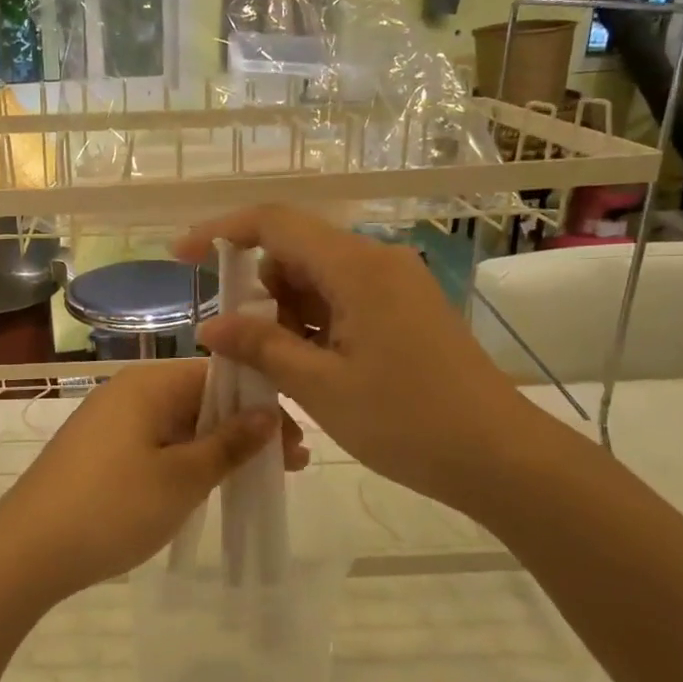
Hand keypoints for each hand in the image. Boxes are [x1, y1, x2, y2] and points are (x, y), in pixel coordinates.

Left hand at [0, 360, 292, 607]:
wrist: (26, 550)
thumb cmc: (112, 507)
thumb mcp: (182, 478)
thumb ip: (229, 443)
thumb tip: (268, 413)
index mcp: (149, 383)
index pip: (221, 376)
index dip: (262, 405)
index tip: (294, 443)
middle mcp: (128, 390)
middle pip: (200, 398)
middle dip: (244, 429)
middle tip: (287, 467)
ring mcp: (109, 419)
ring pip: (179, 423)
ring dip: (217, 447)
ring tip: (254, 479)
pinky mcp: (98, 449)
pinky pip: (155, 442)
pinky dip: (185, 459)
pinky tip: (205, 484)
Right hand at [174, 207, 548, 516]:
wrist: (501, 458)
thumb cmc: (407, 421)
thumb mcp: (320, 386)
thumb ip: (260, 347)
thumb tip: (209, 326)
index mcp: (356, 266)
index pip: (274, 223)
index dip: (221, 232)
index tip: (182, 257)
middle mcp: (376, 262)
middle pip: (294, 251)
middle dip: (256, 289)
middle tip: (238, 346)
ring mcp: (395, 287)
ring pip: (317, 279)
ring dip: (284, 313)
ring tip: (275, 368)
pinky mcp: (404, 312)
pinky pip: (342, 301)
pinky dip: (312, 325)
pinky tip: (305, 368)